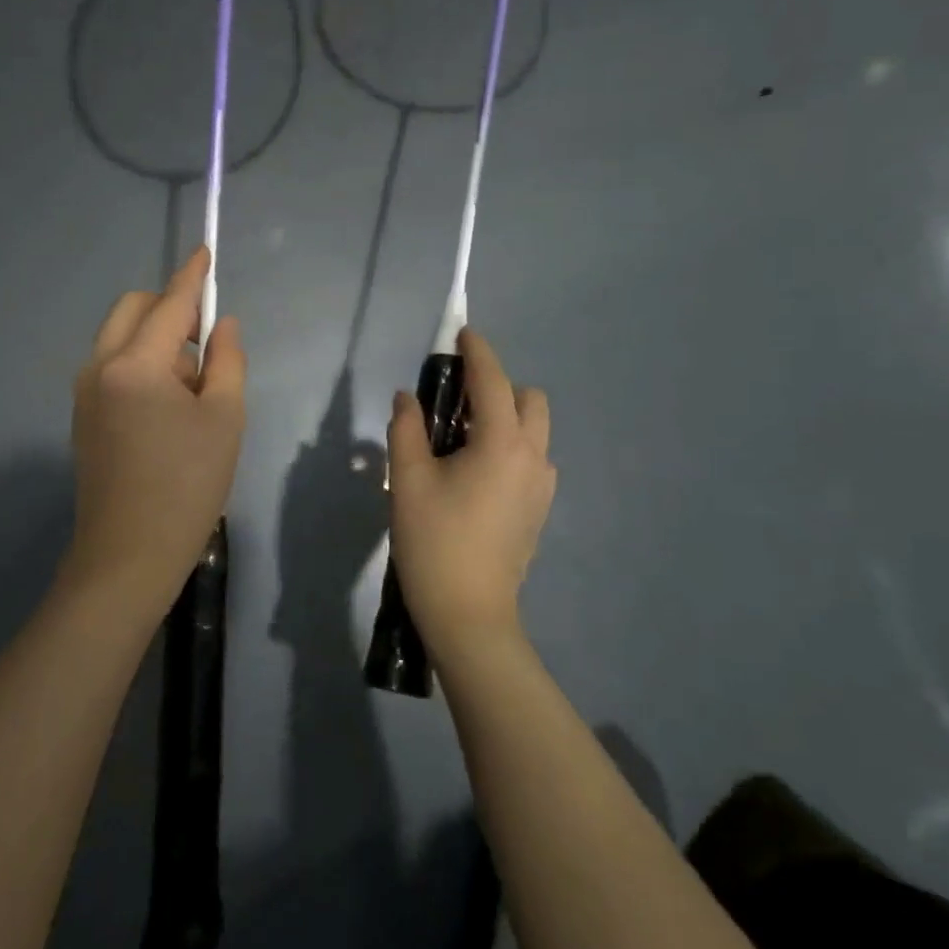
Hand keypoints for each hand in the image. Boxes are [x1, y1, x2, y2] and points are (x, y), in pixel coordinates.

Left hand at [62, 247, 246, 613]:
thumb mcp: (225, 419)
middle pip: (132, 310)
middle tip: (204, 346)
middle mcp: (99, 367)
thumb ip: (227, 360)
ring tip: (191, 391)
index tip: (205, 251)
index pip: (169, 304)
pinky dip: (140, 365)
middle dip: (168, 310)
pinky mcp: (81, 416)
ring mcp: (83, 392)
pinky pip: (112, 366)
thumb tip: (221, 325)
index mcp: (135, 364)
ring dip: (155, 341)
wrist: (127, 556)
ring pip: (120, 338)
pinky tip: (165, 409)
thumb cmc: (187, 485)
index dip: (192, 277)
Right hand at [387, 329, 554, 661]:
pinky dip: (510, 447)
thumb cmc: (434, 541)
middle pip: (529, 400)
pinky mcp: (539, 509)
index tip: (462, 334)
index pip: (493, 381)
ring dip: (506, 418)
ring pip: (534, 431)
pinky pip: (531, 459)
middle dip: (499, 387)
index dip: (478, 352)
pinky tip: (476, 474)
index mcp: (502, 443)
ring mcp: (542, 486)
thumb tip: (409, 399)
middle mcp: (532, 457)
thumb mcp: (408, 480)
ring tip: (462, 441)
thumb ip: (407, 428)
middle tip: (456, 403)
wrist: (469, 614)